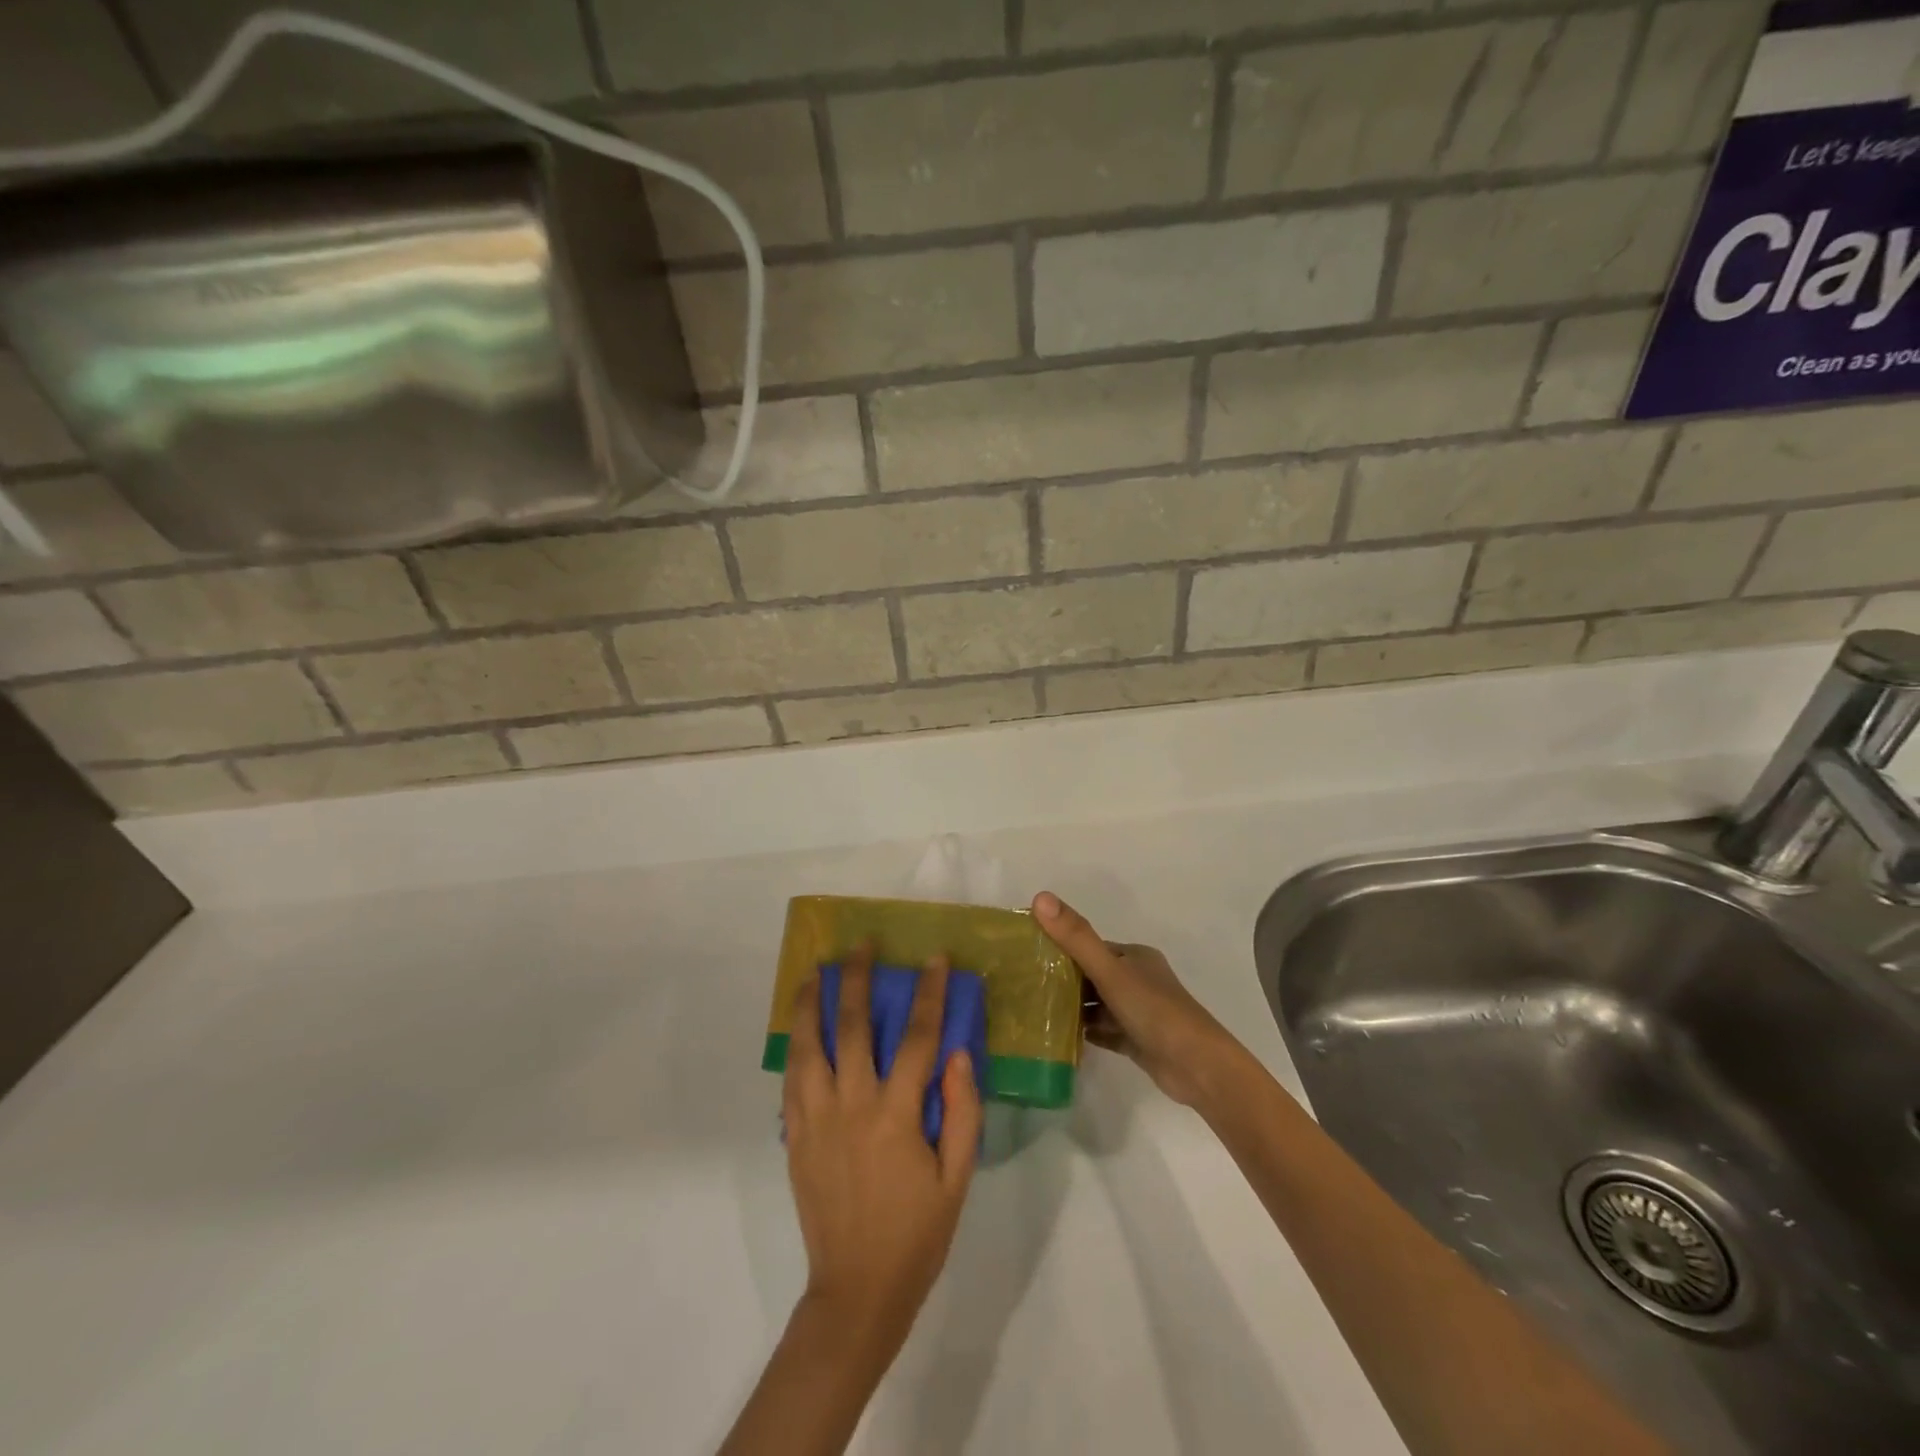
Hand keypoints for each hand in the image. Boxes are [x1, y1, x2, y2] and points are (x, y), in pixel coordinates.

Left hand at [782, 945, 982, 1357]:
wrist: (856, 1290)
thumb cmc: (917, 1234)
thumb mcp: (957, 1179)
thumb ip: (962, 1112)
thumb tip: (957, 1052)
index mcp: (896, 1115)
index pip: (917, 1038)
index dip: (929, 994)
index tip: (935, 959)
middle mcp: (852, 1105)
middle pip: (854, 1026)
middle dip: (859, 979)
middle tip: (863, 945)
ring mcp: (816, 1118)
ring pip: (809, 1044)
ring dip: (813, 1002)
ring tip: (818, 970)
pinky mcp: (795, 1135)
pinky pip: (791, 1077)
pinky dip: (795, 1042)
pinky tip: (799, 1024)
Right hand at [1033, 891, 1243, 1107]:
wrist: (1197, 1067)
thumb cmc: (1154, 1010)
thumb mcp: (1110, 971)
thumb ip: (1076, 938)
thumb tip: (1040, 897)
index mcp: (1134, 957)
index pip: (1090, 947)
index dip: (1061, 947)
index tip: (1026, 954)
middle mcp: (1137, 979)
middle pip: (1092, 975)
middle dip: (1063, 979)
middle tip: (1024, 986)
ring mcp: (1138, 1012)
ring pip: (1097, 1004)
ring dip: (1072, 1007)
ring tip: (1033, 1011)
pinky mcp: (1137, 1041)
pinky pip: (1104, 1031)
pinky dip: (1085, 1032)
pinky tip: (1058, 1037)